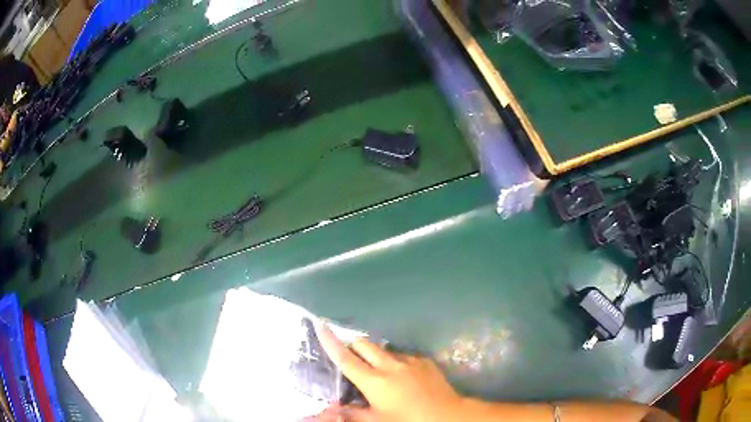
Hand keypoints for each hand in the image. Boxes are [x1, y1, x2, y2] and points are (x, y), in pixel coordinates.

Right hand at [313, 324, 464, 421]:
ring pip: (385, 350)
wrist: (447, 415)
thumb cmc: (407, 421)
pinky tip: (404, 378)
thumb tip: (337, 408)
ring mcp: (410, 361)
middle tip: (353, 359)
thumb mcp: (377, 421)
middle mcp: (390, 365)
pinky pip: (404, 356)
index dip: (330, 342)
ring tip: (382, 374)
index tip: (321, 325)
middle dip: (354, 346)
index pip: (346, 358)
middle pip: (365, 344)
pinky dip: (397, 363)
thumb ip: (354, 414)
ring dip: (377, 357)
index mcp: (374, 381)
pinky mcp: (425, 361)